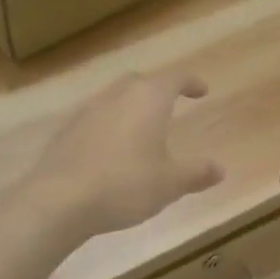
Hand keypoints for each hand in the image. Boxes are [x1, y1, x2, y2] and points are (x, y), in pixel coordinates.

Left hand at [26, 70, 224, 238]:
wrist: (59, 200)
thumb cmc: (125, 185)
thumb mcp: (169, 183)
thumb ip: (196, 173)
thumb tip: (219, 169)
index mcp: (148, 99)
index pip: (175, 78)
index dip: (191, 82)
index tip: (201, 90)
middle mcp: (117, 95)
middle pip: (141, 82)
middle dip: (158, 89)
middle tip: (171, 103)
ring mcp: (88, 110)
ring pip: (116, 98)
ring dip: (132, 107)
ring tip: (143, 129)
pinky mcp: (67, 130)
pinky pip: (97, 119)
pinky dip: (111, 126)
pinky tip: (113, 150)